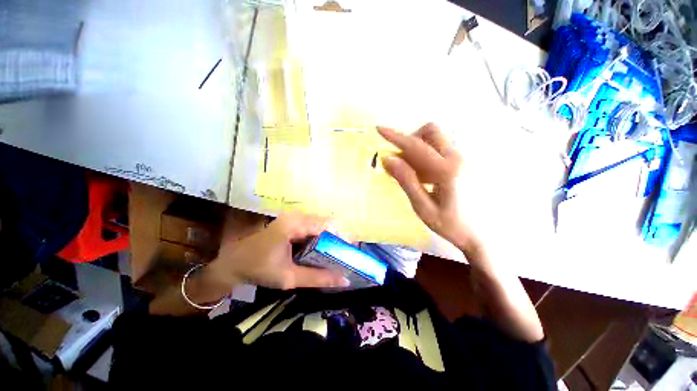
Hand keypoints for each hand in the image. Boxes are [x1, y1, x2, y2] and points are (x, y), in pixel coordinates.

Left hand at [207, 212, 348, 290]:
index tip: (351, 250)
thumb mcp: (290, 277)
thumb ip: (319, 278)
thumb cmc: (259, 269)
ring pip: (320, 224)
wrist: (233, 263)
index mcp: (295, 225)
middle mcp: (296, 217)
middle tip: (345, 254)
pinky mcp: (291, 222)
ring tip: (337, 253)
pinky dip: (320, 237)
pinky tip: (322, 249)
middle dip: (338, 238)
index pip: (327, 225)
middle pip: (326, 223)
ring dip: (329, 237)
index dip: (342, 236)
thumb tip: (345, 280)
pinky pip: (312, 227)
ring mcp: (293, 218)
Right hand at [378, 123, 481, 256]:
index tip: (379, 129)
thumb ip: (406, 181)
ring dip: (418, 151)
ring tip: (414, 176)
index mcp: (447, 170)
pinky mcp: (464, 162)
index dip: (395, 136)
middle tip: (401, 161)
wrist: (483, 233)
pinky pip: (440, 150)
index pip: (416, 146)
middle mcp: (458, 158)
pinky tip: (426, 178)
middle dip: (410, 140)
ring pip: (434, 141)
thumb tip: (388, 158)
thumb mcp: (423, 206)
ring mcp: (463, 158)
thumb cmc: (451, 224)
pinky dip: (426, 156)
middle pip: (430, 132)